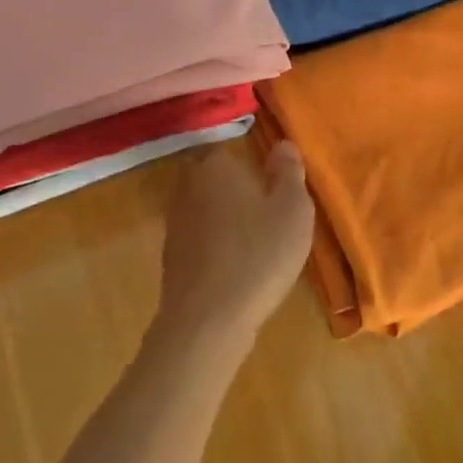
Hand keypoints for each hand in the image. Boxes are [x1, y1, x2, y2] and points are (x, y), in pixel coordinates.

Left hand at [153, 142, 314, 351]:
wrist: (208, 318)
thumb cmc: (258, 255)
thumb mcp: (293, 210)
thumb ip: (289, 172)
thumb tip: (282, 145)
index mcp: (216, 165)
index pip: (232, 152)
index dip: (253, 169)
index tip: (272, 190)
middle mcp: (188, 184)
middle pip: (213, 177)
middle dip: (234, 190)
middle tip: (264, 214)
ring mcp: (174, 220)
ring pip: (203, 206)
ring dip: (223, 218)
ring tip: (252, 242)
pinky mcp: (169, 253)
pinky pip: (197, 236)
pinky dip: (212, 244)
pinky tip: (232, 265)